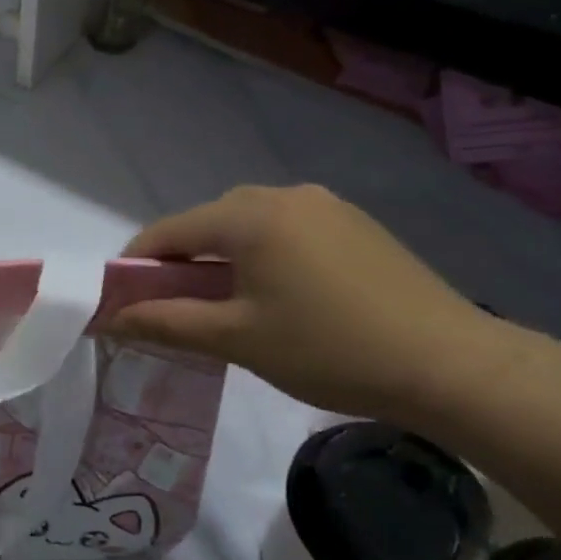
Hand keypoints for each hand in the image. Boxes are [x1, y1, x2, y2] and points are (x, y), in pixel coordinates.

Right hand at [108, 185, 516, 426]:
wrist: (450, 365)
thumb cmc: (328, 350)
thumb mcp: (236, 340)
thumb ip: (165, 322)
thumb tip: (109, 319)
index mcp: (249, 216)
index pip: (169, 231)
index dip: (136, 265)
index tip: (124, 302)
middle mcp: (283, 195)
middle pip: (208, 222)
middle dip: (181, 262)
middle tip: (179, 310)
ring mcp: (324, 205)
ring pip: (248, 224)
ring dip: (223, 257)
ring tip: (230, 304)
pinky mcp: (354, 223)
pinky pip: (286, 229)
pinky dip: (263, 254)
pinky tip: (280, 294)